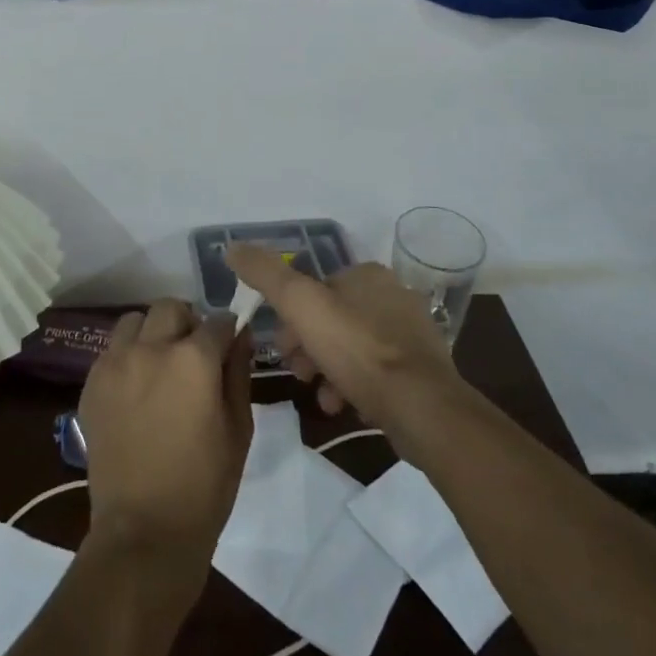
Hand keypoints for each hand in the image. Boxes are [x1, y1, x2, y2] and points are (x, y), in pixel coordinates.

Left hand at [78, 299, 253, 574]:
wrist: (144, 531)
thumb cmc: (204, 486)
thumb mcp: (238, 429)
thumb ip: (239, 373)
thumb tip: (241, 335)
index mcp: (193, 359)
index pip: (217, 321)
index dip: (227, 332)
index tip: (228, 346)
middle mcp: (151, 348)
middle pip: (171, 308)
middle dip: (188, 323)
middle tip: (193, 355)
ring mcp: (116, 362)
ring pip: (135, 320)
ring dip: (152, 332)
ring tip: (160, 365)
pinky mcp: (92, 382)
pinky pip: (112, 349)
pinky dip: (128, 355)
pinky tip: (137, 388)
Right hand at [227, 246, 463, 454]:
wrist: (422, 409)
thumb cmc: (357, 349)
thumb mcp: (300, 305)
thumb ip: (265, 274)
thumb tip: (232, 247)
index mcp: (368, 274)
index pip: (317, 287)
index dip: (292, 315)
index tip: (279, 343)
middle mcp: (394, 296)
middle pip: (334, 319)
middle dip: (308, 345)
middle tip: (296, 371)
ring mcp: (412, 336)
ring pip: (353, 348)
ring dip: (328, 369)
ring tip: (318, 395)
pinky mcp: (423, 373)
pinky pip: (377, 375)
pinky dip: (356, 387)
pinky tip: (344, 406)